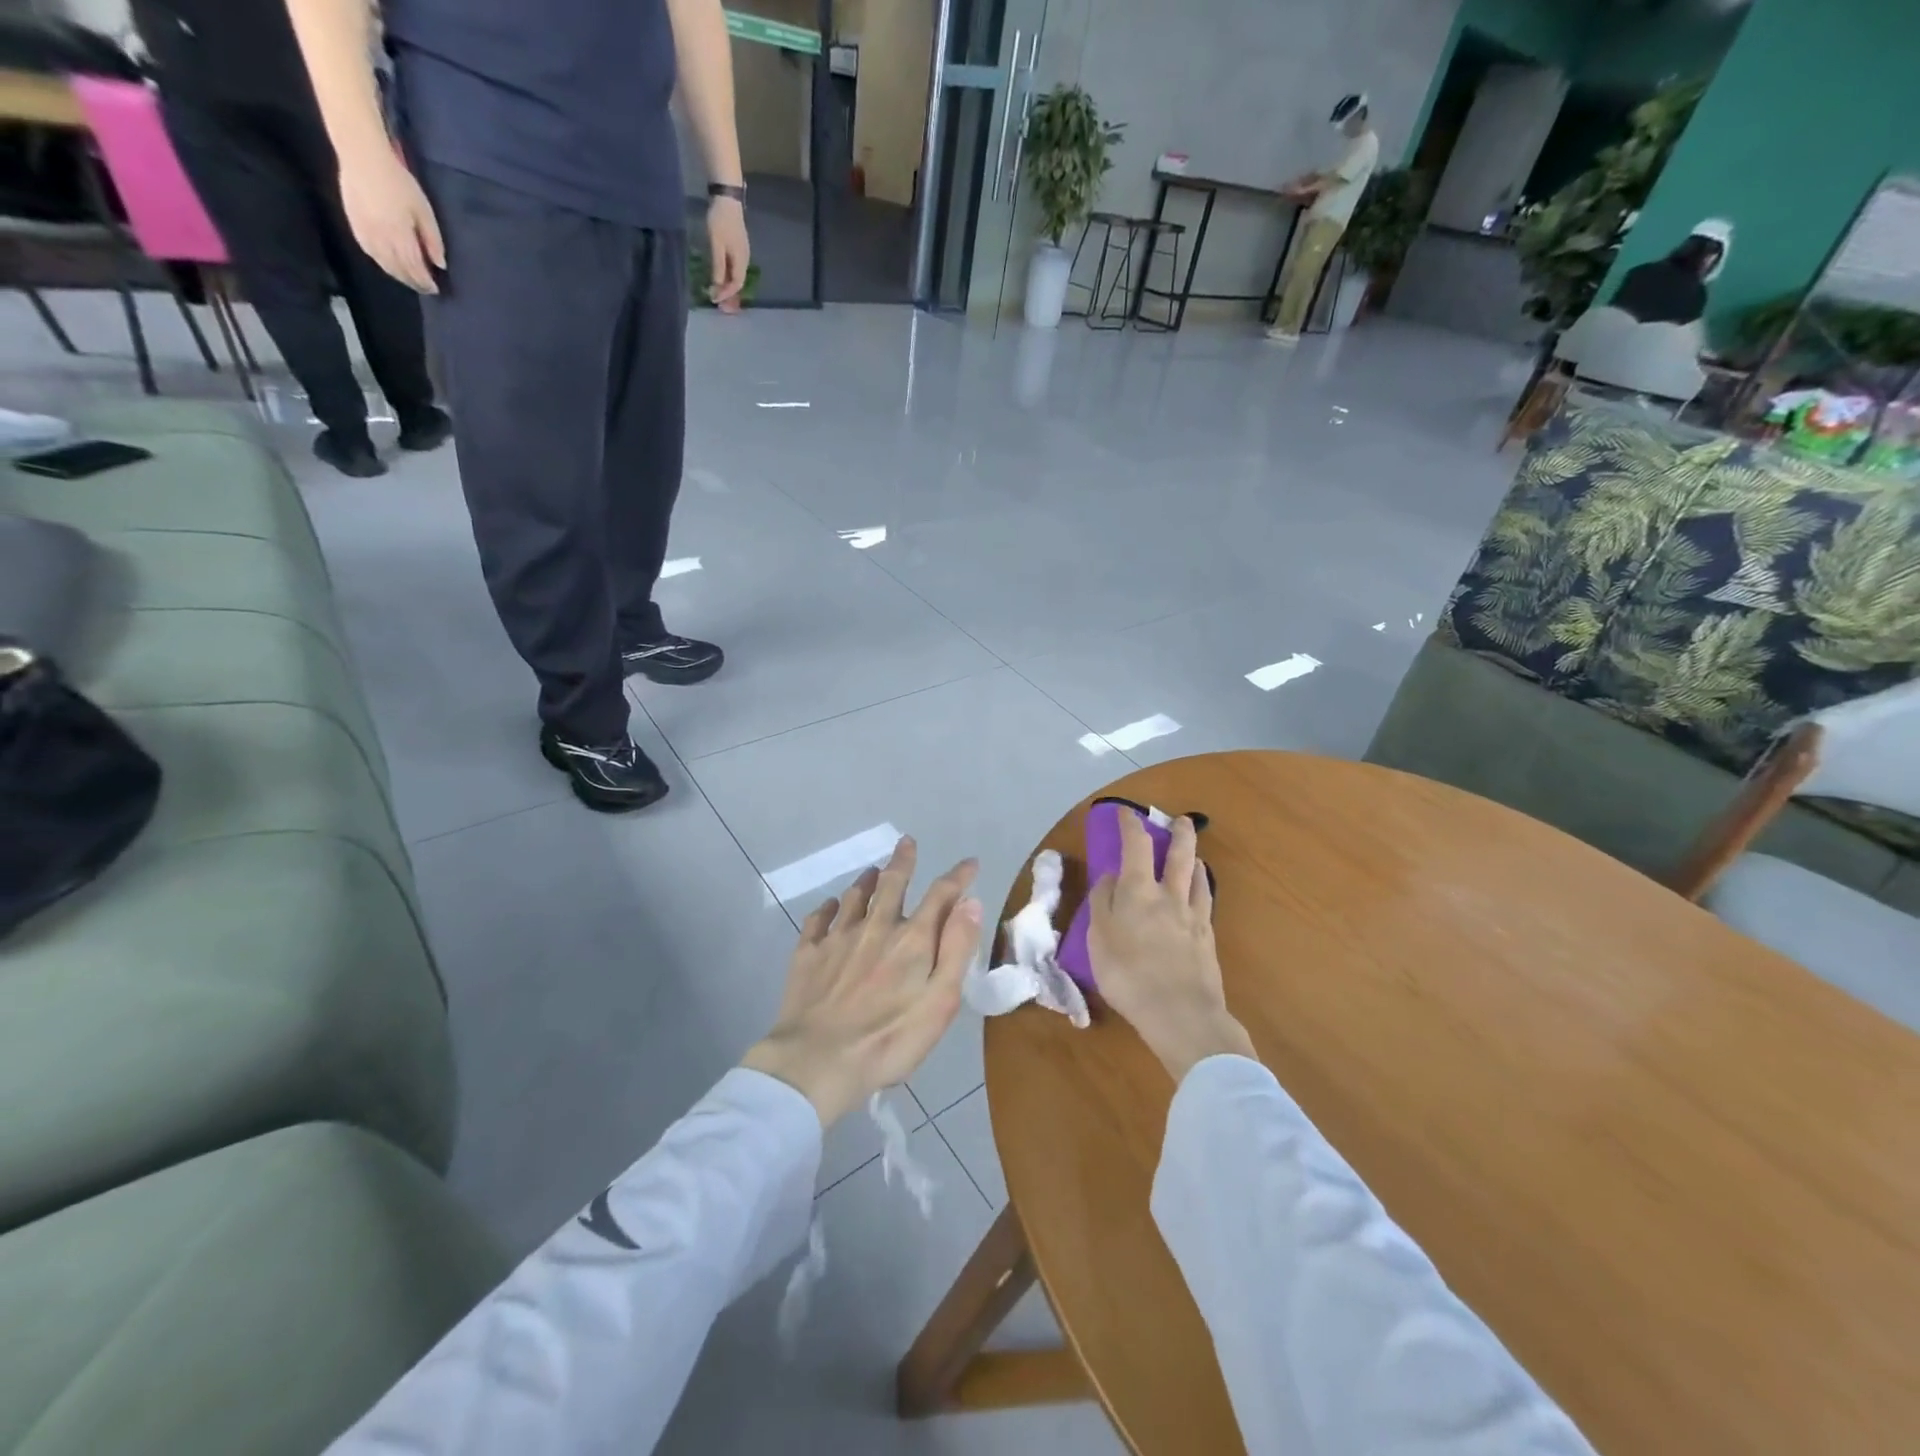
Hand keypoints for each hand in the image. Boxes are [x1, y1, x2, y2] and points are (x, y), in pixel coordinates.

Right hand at [337, 143, 444, 293]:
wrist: (362, 157)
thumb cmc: (399, 183)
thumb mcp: (424, 212)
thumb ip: (433, 240)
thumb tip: (440, 265)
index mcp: (400, 235)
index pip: (415, 268)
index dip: (425, 282)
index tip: (435, 289)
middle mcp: (381, 238)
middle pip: (399, 269)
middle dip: (413, 282)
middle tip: (424, 288)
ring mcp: (364, 230)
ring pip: (383, 263)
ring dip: (397, 275)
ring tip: (409, 280)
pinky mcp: (353, 222)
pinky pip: (368, 251)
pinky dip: (381, 262)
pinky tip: (388, 264)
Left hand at [706, 196, 750, 305]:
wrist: (727, 199)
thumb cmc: (721, 221)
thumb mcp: (716, 244)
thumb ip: (718, 266)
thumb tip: (717, 286)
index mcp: (741, 261)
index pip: (736, 285)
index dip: (726, 294)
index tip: (714, 299)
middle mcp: (744, 260)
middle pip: (737, 282)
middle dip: (727, 292)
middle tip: (715, 299)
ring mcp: (742, 253)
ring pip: (736, 275)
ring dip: (727, 284)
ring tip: (716, 289)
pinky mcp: (738, 247)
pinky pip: (734, 267)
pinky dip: (727, 274)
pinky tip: (719, 274)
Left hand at [743, 837, 980, 1125]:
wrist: (817, 1061)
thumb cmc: (889, 1039)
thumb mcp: (940, 1001)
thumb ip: (957, 949)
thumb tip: (970, 902)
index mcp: (912, 940)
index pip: (940, 896)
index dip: (957, 877)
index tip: (969, 864)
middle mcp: (876, 927)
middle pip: (891, 884)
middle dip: (902, 862)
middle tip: (906, 842)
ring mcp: (838, 939)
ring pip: (853, 897)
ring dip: (866, 881)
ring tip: (872, 871)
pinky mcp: (807, 955)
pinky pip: (817, 920)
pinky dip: (827, 908)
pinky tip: (829, 906)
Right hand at [1088, 812, 1254, 1081]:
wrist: (1180, 1013)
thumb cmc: (1128, 975)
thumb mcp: (1098, 938)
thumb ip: (1102, 903)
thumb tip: (1109, 877)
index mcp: (1138, 891)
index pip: (1136, 846)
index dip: (1131, 825)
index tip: (1126, 812)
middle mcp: (1169, 895)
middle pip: (1179, 855)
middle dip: (1179, 833)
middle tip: (1182, 820)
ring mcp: (1193, 916)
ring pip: (1197, 877)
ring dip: (1195, 859)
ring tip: (1194, 854)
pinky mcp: (1207, 938)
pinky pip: (1206, 902)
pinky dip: (1203, 888)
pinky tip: (1201, 892)